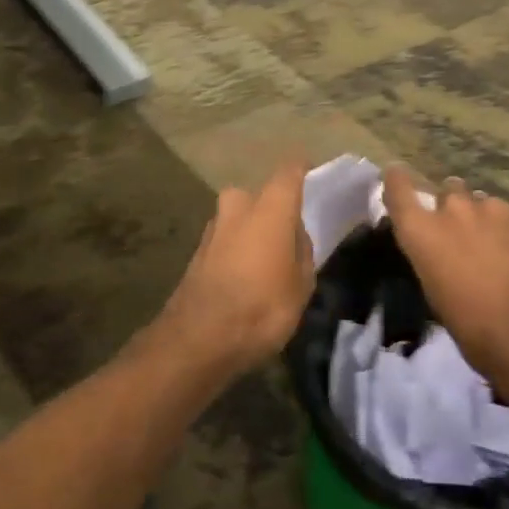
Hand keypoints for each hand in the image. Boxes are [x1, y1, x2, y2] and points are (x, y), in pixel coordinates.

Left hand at [148, 159, 313, 377]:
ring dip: (252, 231)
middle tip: (288, 234)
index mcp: (270, 207)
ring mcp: (212, 227)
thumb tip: (294, 235)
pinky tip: (245, 276)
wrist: (198, 339)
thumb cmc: (262, 307)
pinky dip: (237, 250)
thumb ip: (302, 251)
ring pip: (240, 217)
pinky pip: (226, 240)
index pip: (289, 171)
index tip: (312, 171)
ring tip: (267, 261)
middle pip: (260, 196)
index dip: (302, 169)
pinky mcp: (196, 251)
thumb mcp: (301, 284)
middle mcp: (238, 206)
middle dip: (273, 209)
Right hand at [380, 168, 508, 399]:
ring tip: (504, 253)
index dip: (398, 180)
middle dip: (455, 207)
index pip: (399, 188)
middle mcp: (457, 210)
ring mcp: (500, 211)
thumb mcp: (437, 294)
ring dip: (491, 223)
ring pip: (490, 206)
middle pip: (451, 190)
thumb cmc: (473, 328)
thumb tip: (446, 251)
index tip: (398, 175)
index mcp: (424, 232)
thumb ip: (435, 257)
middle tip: (465, 235)